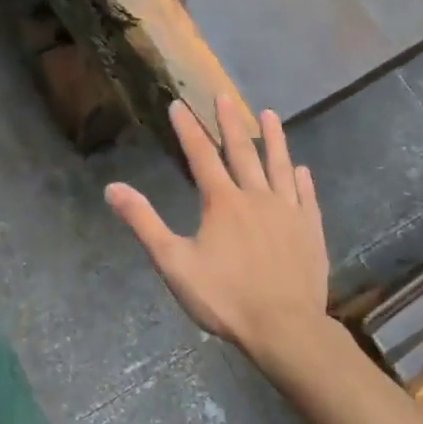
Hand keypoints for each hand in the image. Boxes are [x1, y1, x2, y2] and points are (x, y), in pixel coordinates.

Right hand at [105, 97, 329, 365]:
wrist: (285, 328)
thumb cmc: (225, 297)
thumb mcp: (174, 263)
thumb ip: (144, 223)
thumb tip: (112, 188)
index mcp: (222, 202)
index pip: (201, 156)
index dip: (188, 129)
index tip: (179, 104)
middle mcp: (256, 197)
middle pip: (242, 152)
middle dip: (230, 122)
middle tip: (225, 95)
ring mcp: (288, 212)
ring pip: (279, 166)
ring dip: (273, 140)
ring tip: (270, 114)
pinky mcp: (310, 230)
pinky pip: (306, 197)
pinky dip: (302, 180)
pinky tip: (302, 170)